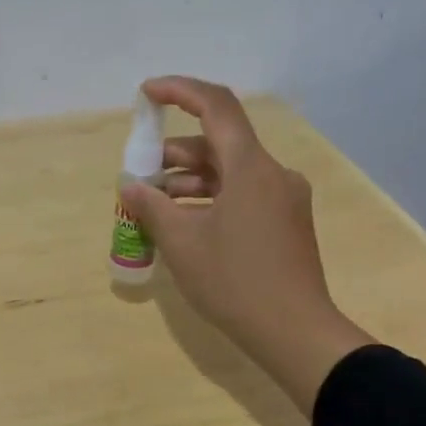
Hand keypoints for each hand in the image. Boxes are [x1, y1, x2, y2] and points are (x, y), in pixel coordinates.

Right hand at [120, 77, 372, 412]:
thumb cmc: (235, 283)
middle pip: (218, 144)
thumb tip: (130, 186)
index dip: (179, 91)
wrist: (296, 334)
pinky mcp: (285, 221)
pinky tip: (184, 223)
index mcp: (251, 167)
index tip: (146, 93)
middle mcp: (272, 173)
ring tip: (154, 205)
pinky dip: (210, 198)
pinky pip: (242, 194)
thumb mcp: (182, 243)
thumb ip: (151, 206)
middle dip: (173, 154)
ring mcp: (283, 198)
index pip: (216, 106)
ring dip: (189, 180)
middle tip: (139, 176)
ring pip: (229, 172)